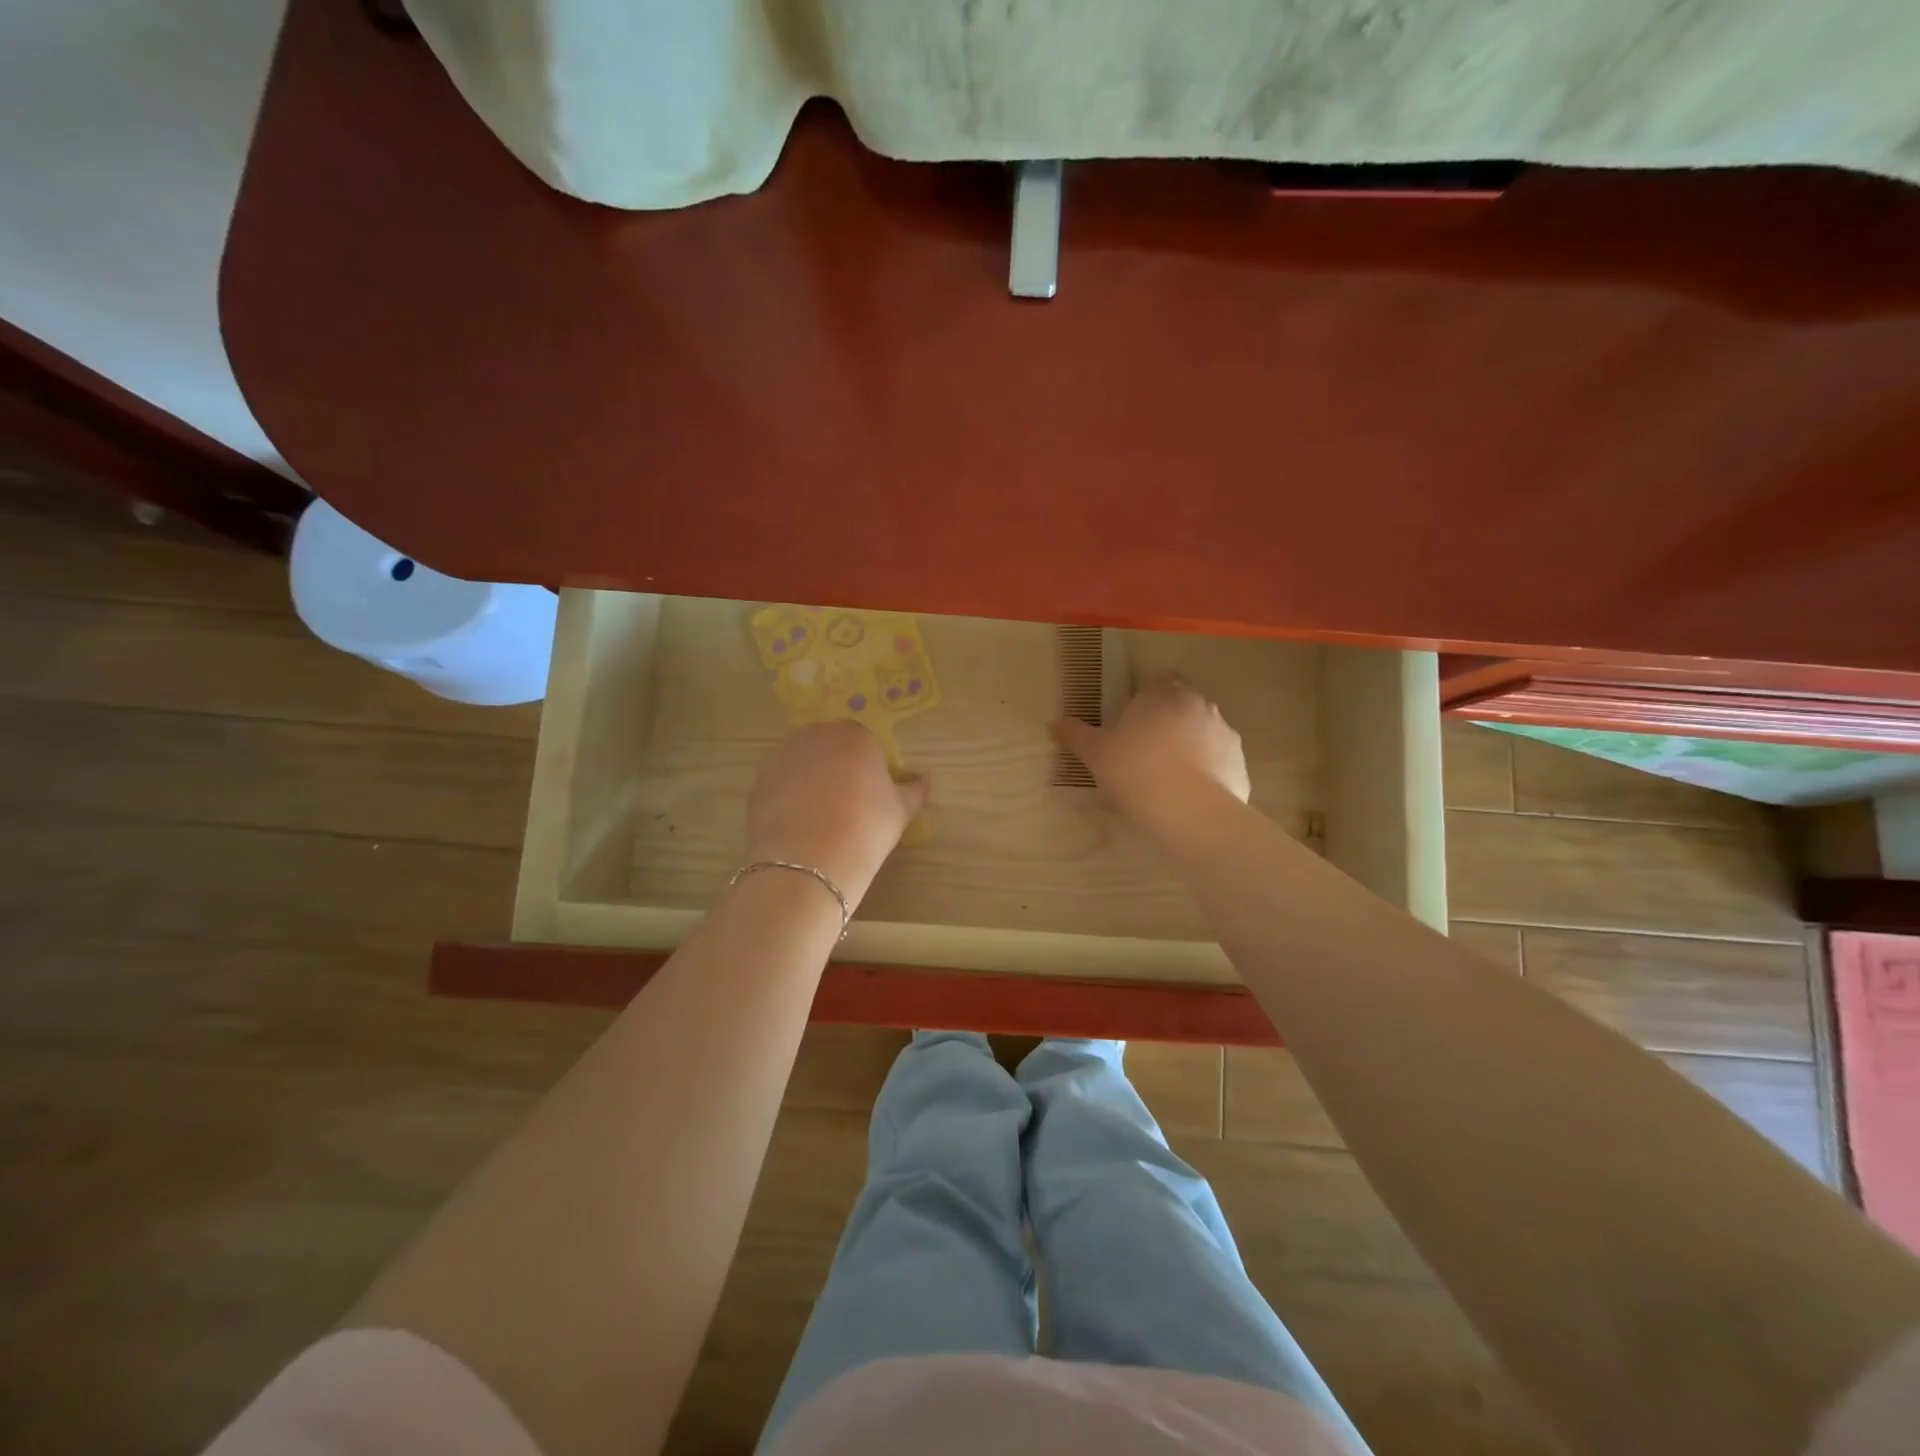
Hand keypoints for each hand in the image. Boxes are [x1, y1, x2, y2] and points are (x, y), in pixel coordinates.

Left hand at [745, 720, 926, 909]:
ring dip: (811, 780)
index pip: (865, 742)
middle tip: (848, 804)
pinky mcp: (758, 782)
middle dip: (838, 767)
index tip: (872, 795)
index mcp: (854, 734)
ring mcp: (782, 757)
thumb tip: (923, 779)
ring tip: (821, 817)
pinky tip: (799, 826)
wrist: (809, 863)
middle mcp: (815, 736)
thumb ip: (914, 790)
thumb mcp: (901, 811)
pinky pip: (781, 783)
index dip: (870, 768)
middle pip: (830, 746)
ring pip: (803, 763)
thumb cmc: (866, 828)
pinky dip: (789, 797)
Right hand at [1049, 673, 1249, 818]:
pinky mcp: (1240, 765)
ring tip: (1168, 778)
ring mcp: (1225, 734)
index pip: (1158, 681)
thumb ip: (1076, 735)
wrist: (1189, 813)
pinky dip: (1208, 773)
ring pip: (1203, 733)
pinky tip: (1188, 796)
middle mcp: (1200, 705)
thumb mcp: (1096, 755)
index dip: (1146, 699)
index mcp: (1164, 694)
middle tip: (1145, 752)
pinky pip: (1219, 763)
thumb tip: (1054, 723)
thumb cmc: (1135, 772)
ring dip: (1190, 747)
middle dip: (1168, 722)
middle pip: (1183, 706)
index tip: (1132, 723)